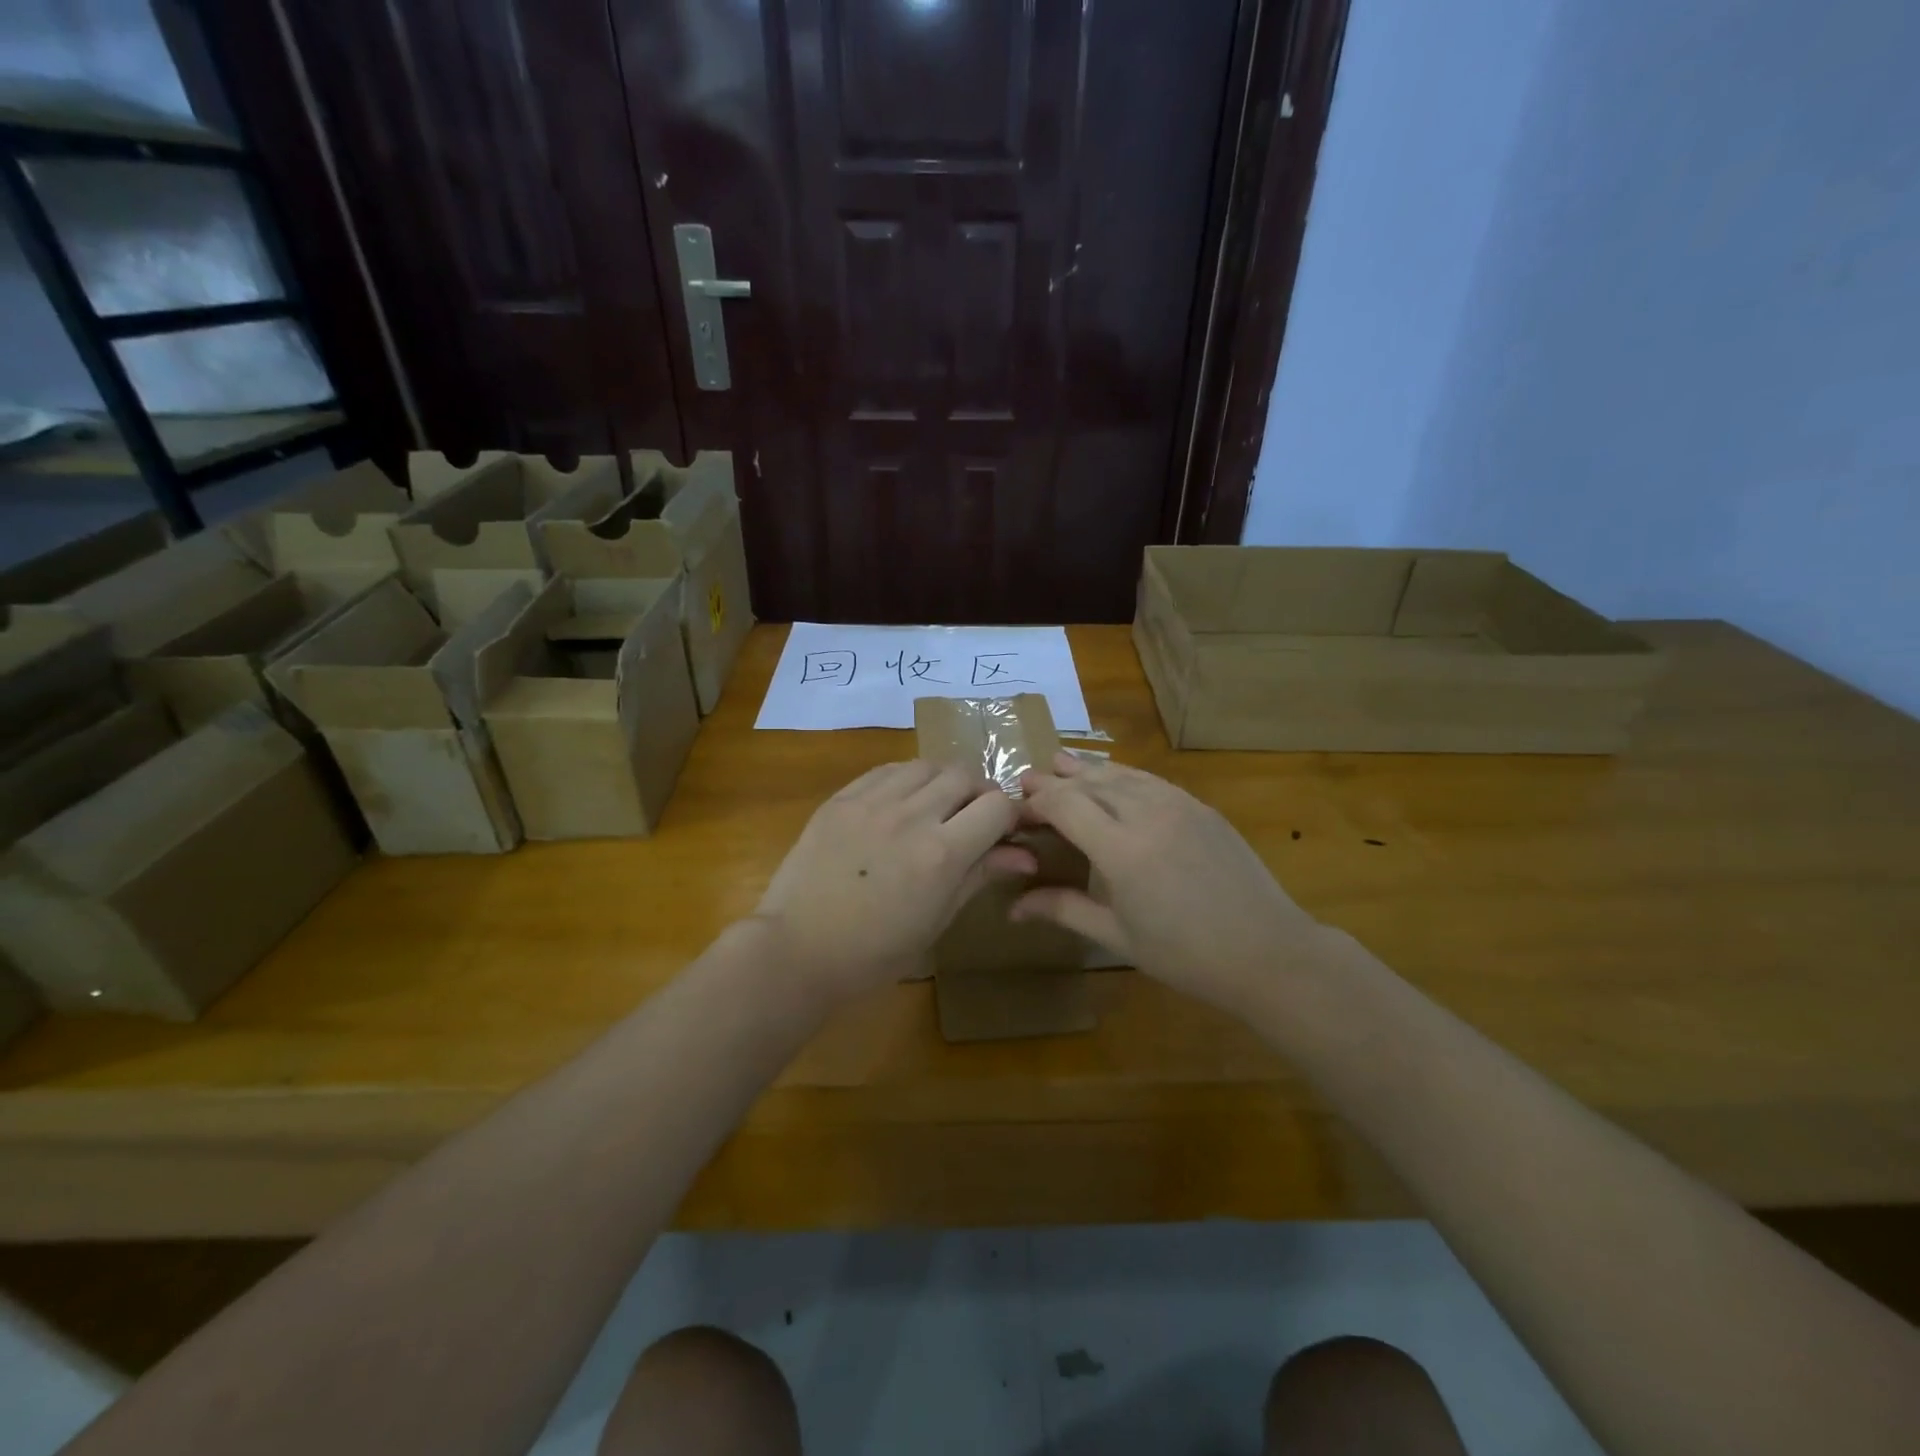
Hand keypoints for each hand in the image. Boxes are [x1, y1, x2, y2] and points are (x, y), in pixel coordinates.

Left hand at [752, 760, 1036, 1005]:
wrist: (798, 948)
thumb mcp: (937, 920)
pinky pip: (887, 770)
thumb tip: (1025, 855)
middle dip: (979, 793)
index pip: (997, 805)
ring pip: (926, 765)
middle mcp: (911, 816)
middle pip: (964, 775)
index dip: (1009, 815)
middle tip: (972, 818)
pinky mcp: (841, 798)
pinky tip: (900, 802)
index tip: (1004, 830)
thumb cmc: (874, 952)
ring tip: (936, 806)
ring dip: (942, 781)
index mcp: (941, 854)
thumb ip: (979, 875)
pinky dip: (905, 779)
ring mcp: (872, 802)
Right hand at [1013, 753, 1325, 1014]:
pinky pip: (1150, 780)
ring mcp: (1178, 805)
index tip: (1015, 808)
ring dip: (1086, 769)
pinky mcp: (1200, 807)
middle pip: (1089, 783)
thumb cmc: (1186, 956)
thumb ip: (1064, 909)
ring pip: (1121, 774)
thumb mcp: (1117, 936)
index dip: (1036, 801)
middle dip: (1054, 780)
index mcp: (1121, 850)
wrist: (1268, 952)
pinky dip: (1122, 774)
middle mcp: (1146, 814)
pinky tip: (1113, 777)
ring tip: (1060, 763)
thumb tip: (1013, 907)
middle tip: (1027, 780)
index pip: (1064, 805)